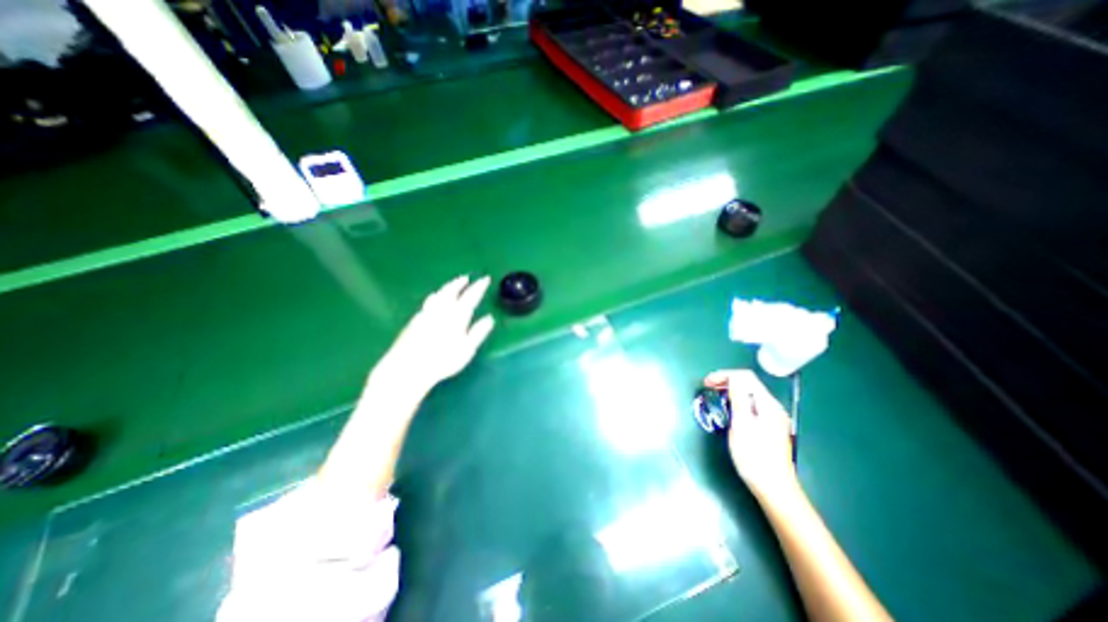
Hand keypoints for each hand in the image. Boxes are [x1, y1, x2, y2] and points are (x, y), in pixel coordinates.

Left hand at [379, 275, 495, 389]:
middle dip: (460, 283)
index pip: (471, 296)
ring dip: (447, 286)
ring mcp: (427, 313)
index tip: (486, 278)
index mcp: (457, 316)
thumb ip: (478, 332)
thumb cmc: (442, 360)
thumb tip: (489, 319)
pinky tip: (434, 298)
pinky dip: (436, 295)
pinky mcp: (416, 319)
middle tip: (466, 278)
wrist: (408, 367)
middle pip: (451, 291)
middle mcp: (442, 310)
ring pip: (439, 294)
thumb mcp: (466, 349)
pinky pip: (429, 301)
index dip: (479, 286)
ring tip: (452, 283)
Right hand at [704, 370, 801, 505]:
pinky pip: (752, 406)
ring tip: (715, 397)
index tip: (707, 383)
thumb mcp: (741, 425)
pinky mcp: (770, 428)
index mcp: (768, 405)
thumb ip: (738, 399)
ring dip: (731, 391)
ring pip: (750, 395)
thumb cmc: (754, 456)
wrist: (774, 488)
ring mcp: (773, 418)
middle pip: (749, 384)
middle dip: (726, 382)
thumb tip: (733, 378)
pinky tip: (729, 410)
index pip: (746, 377)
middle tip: (707, 388)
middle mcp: (773, 408)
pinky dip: (737, 402)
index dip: (724, 375)